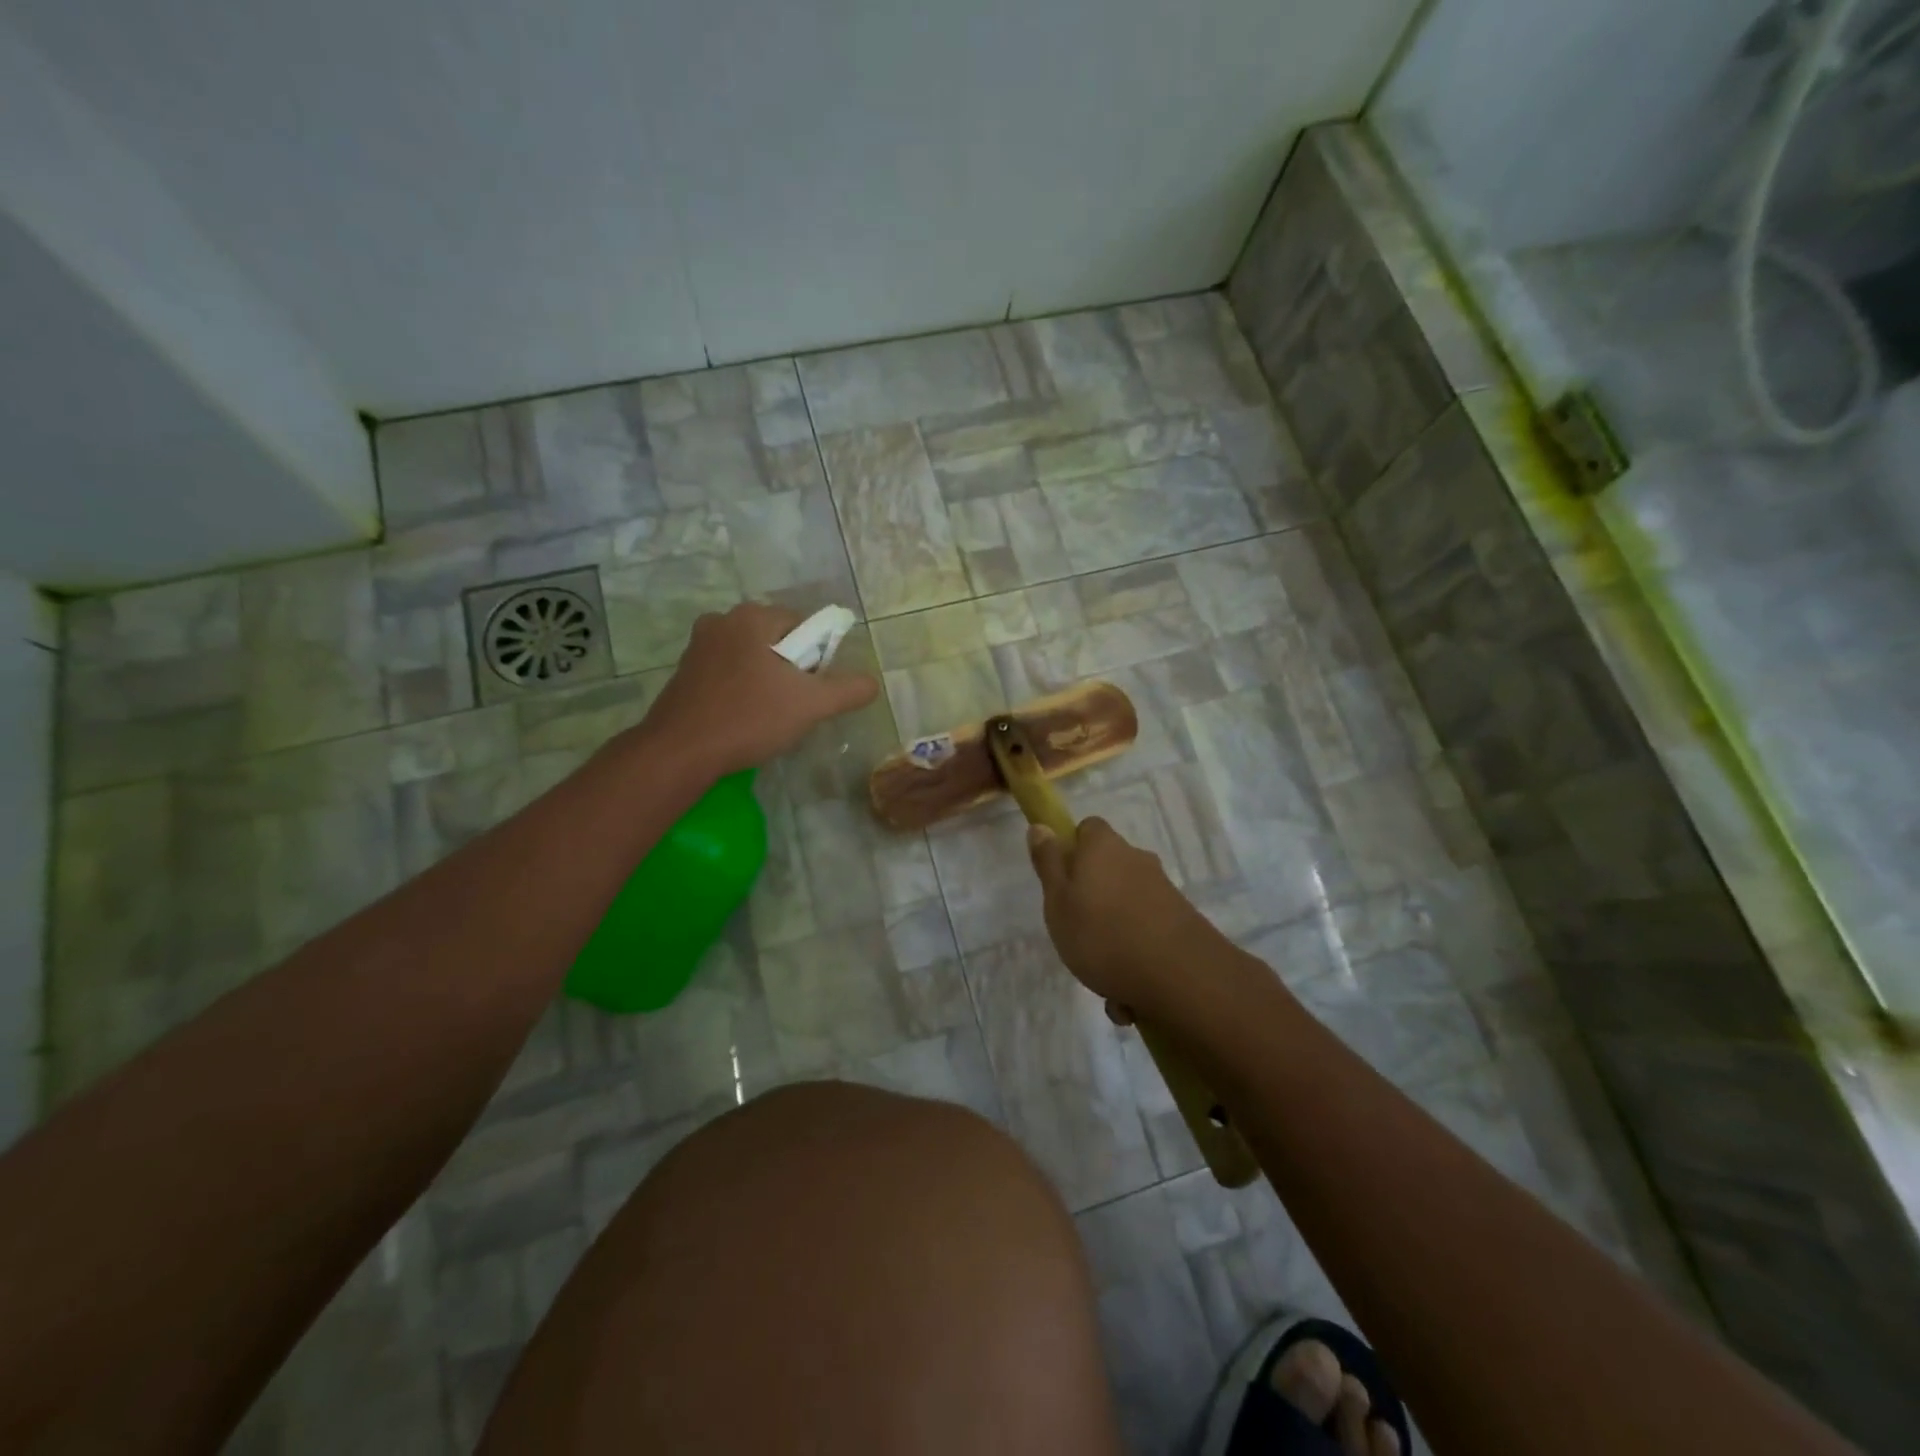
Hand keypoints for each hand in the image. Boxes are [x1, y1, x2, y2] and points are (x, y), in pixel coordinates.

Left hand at [637, 602, 878, 776]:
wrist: (681, 751)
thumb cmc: (750, 718)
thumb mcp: (812, 705)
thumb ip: (848, 690)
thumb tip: (873, 683)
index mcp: (752, 617)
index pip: (804, 625)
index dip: (817, 658)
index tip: (812, 689)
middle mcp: (722, 620)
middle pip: (777, 640)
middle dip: (791, 670)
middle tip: (793, 706)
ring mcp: (698, 646)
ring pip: (751, 658)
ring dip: (766, 681)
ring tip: (768, 716)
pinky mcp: (684, 672)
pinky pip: (728, 673)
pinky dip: (741, 690)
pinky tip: (742, 719)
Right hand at [1026, 816, 1223, 1019]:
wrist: (1180, 977)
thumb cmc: (1102, 934)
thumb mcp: (1058, 901)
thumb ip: (1048, 864)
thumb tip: (1041, 826)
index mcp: (1103, 847)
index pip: (1087, 829)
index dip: (1072, 849)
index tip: (1061, 880)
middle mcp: (1136, 860)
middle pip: (1108, 869)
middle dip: (1093, 899)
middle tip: (1077, 933)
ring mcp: (1163, 890)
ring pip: (1126, 908)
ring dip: (1114, 937)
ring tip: (1104, 979)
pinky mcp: (1182, 921)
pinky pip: (1147, 934)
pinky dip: (1136, 957)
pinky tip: (1130, 994)